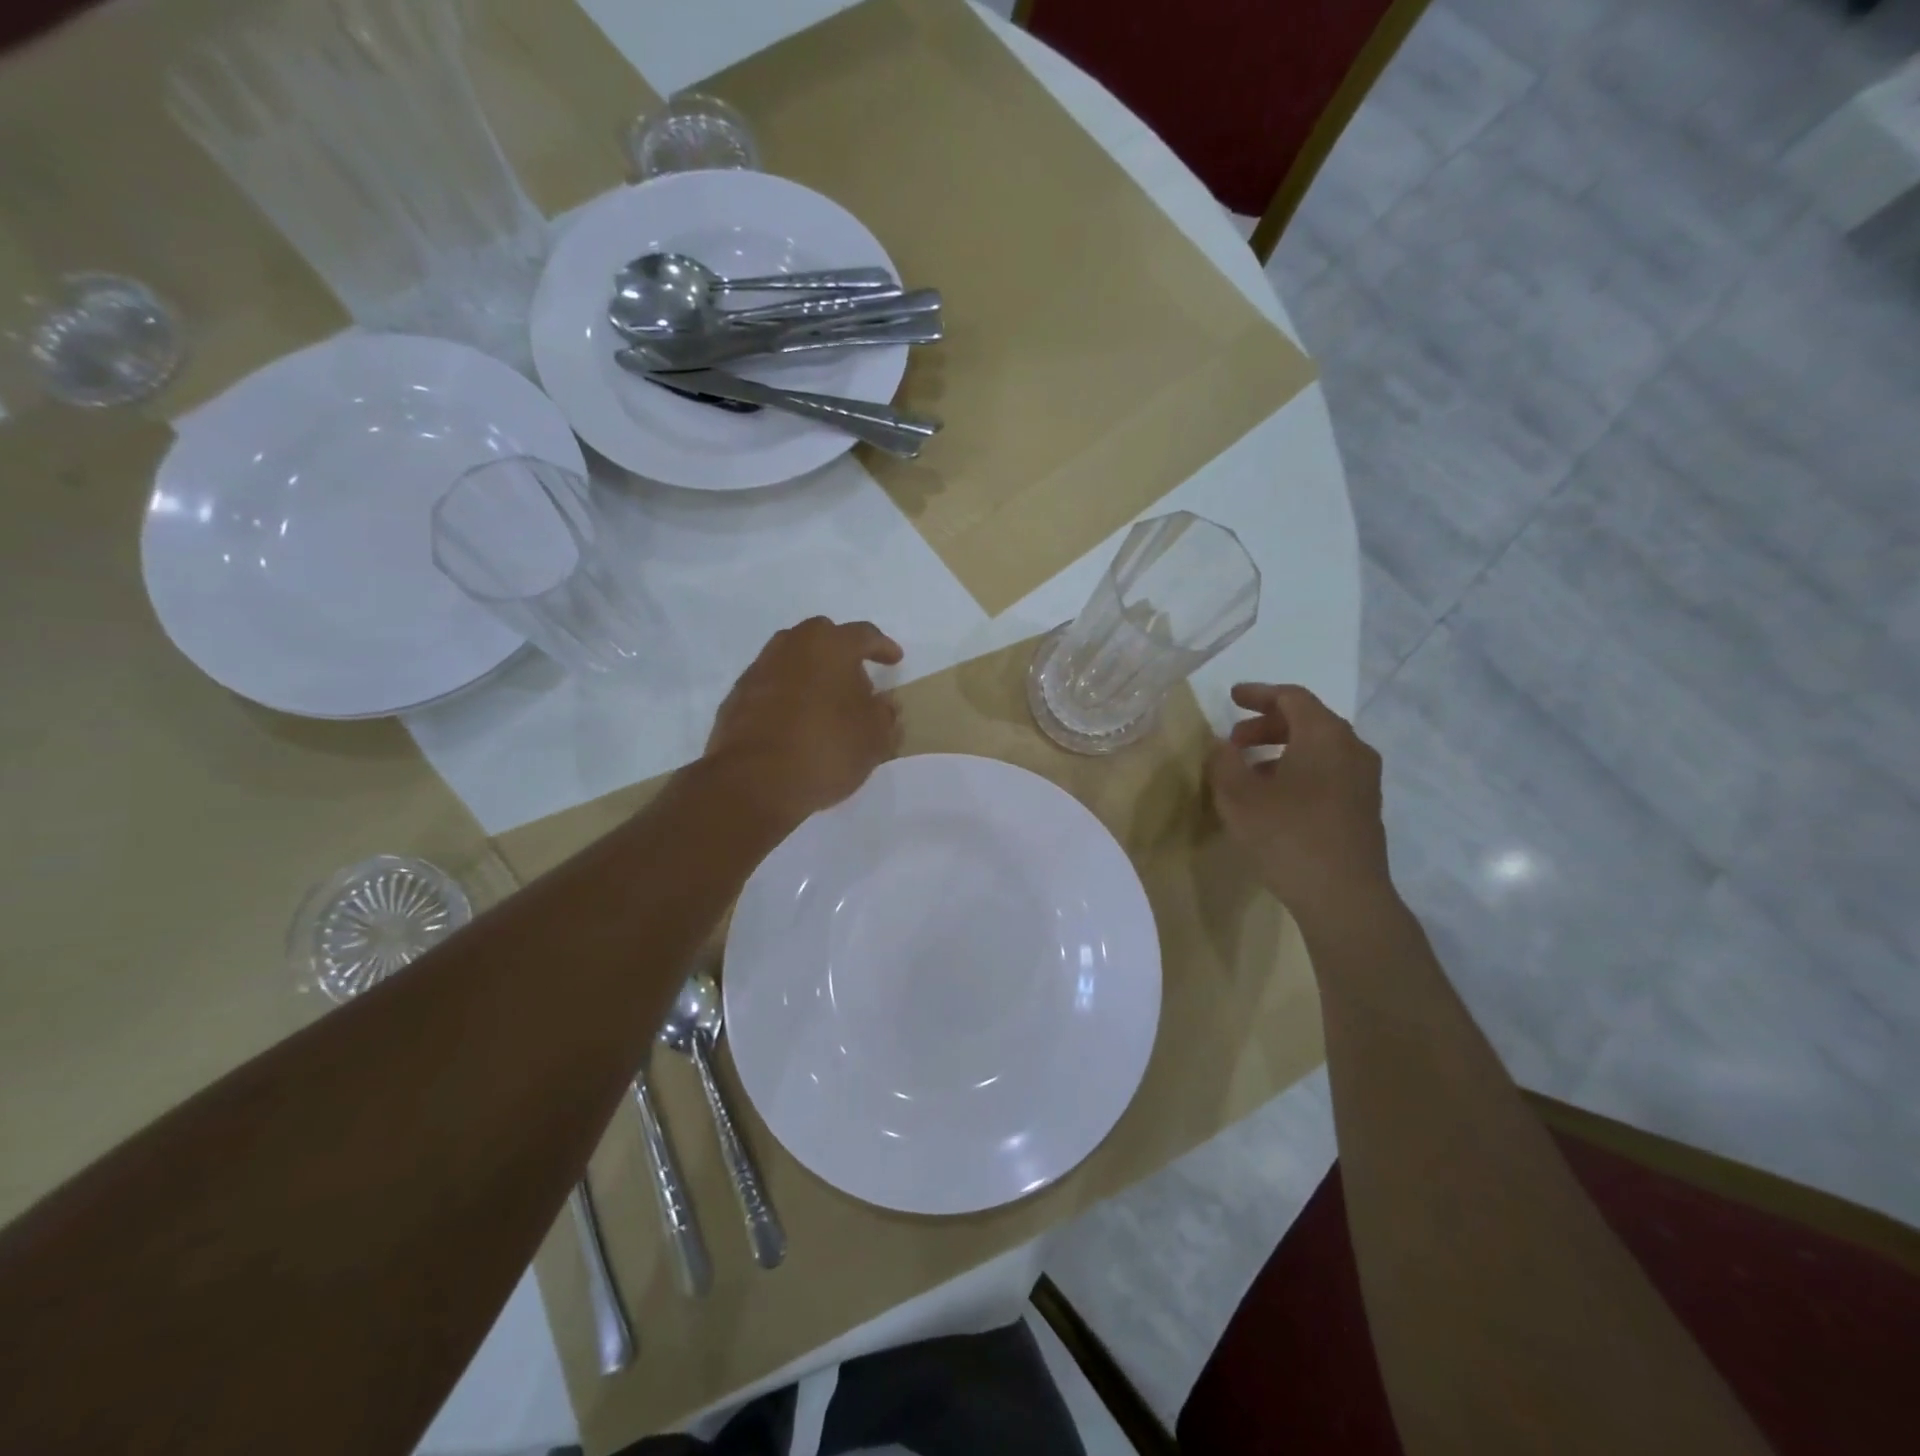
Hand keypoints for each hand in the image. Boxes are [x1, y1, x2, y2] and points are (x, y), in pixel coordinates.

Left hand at [706, 617, 903, 825]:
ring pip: (792, 659)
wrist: (754, 781)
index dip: (882, 647)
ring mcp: (759, 670)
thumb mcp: (875, 738)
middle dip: (841, 653)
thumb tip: (883, 705)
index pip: (863, 635)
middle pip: (822, 638)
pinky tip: (796, 722)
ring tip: (825, 703)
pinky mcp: (736, 698)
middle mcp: (791, 647)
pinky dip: (786, 696)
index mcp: (830, 646)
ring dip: (811, 674)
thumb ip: (885, 715)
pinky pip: (771, 686)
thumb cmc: (826, 750)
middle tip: (856, 681)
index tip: (894, 659)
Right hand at [1207, 684, 1392, 915]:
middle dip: (1267, 725)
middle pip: (1308, 721)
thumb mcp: (1239, 797)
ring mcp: (1364, 780)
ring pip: (1319, 748)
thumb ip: (1224, 762)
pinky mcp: (1364, 807)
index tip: (1232, 697)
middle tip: (1234, 740)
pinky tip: (1275, 797)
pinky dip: (1299, 769)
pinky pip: (1329, 771)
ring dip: (1282, 750)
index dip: (1259, 694)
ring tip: (1249, 771)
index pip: (1292, 698)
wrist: (1344, 897)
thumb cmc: (1288, 836)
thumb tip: (1221, 745)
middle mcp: (1352, 749)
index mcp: (1324, 735)